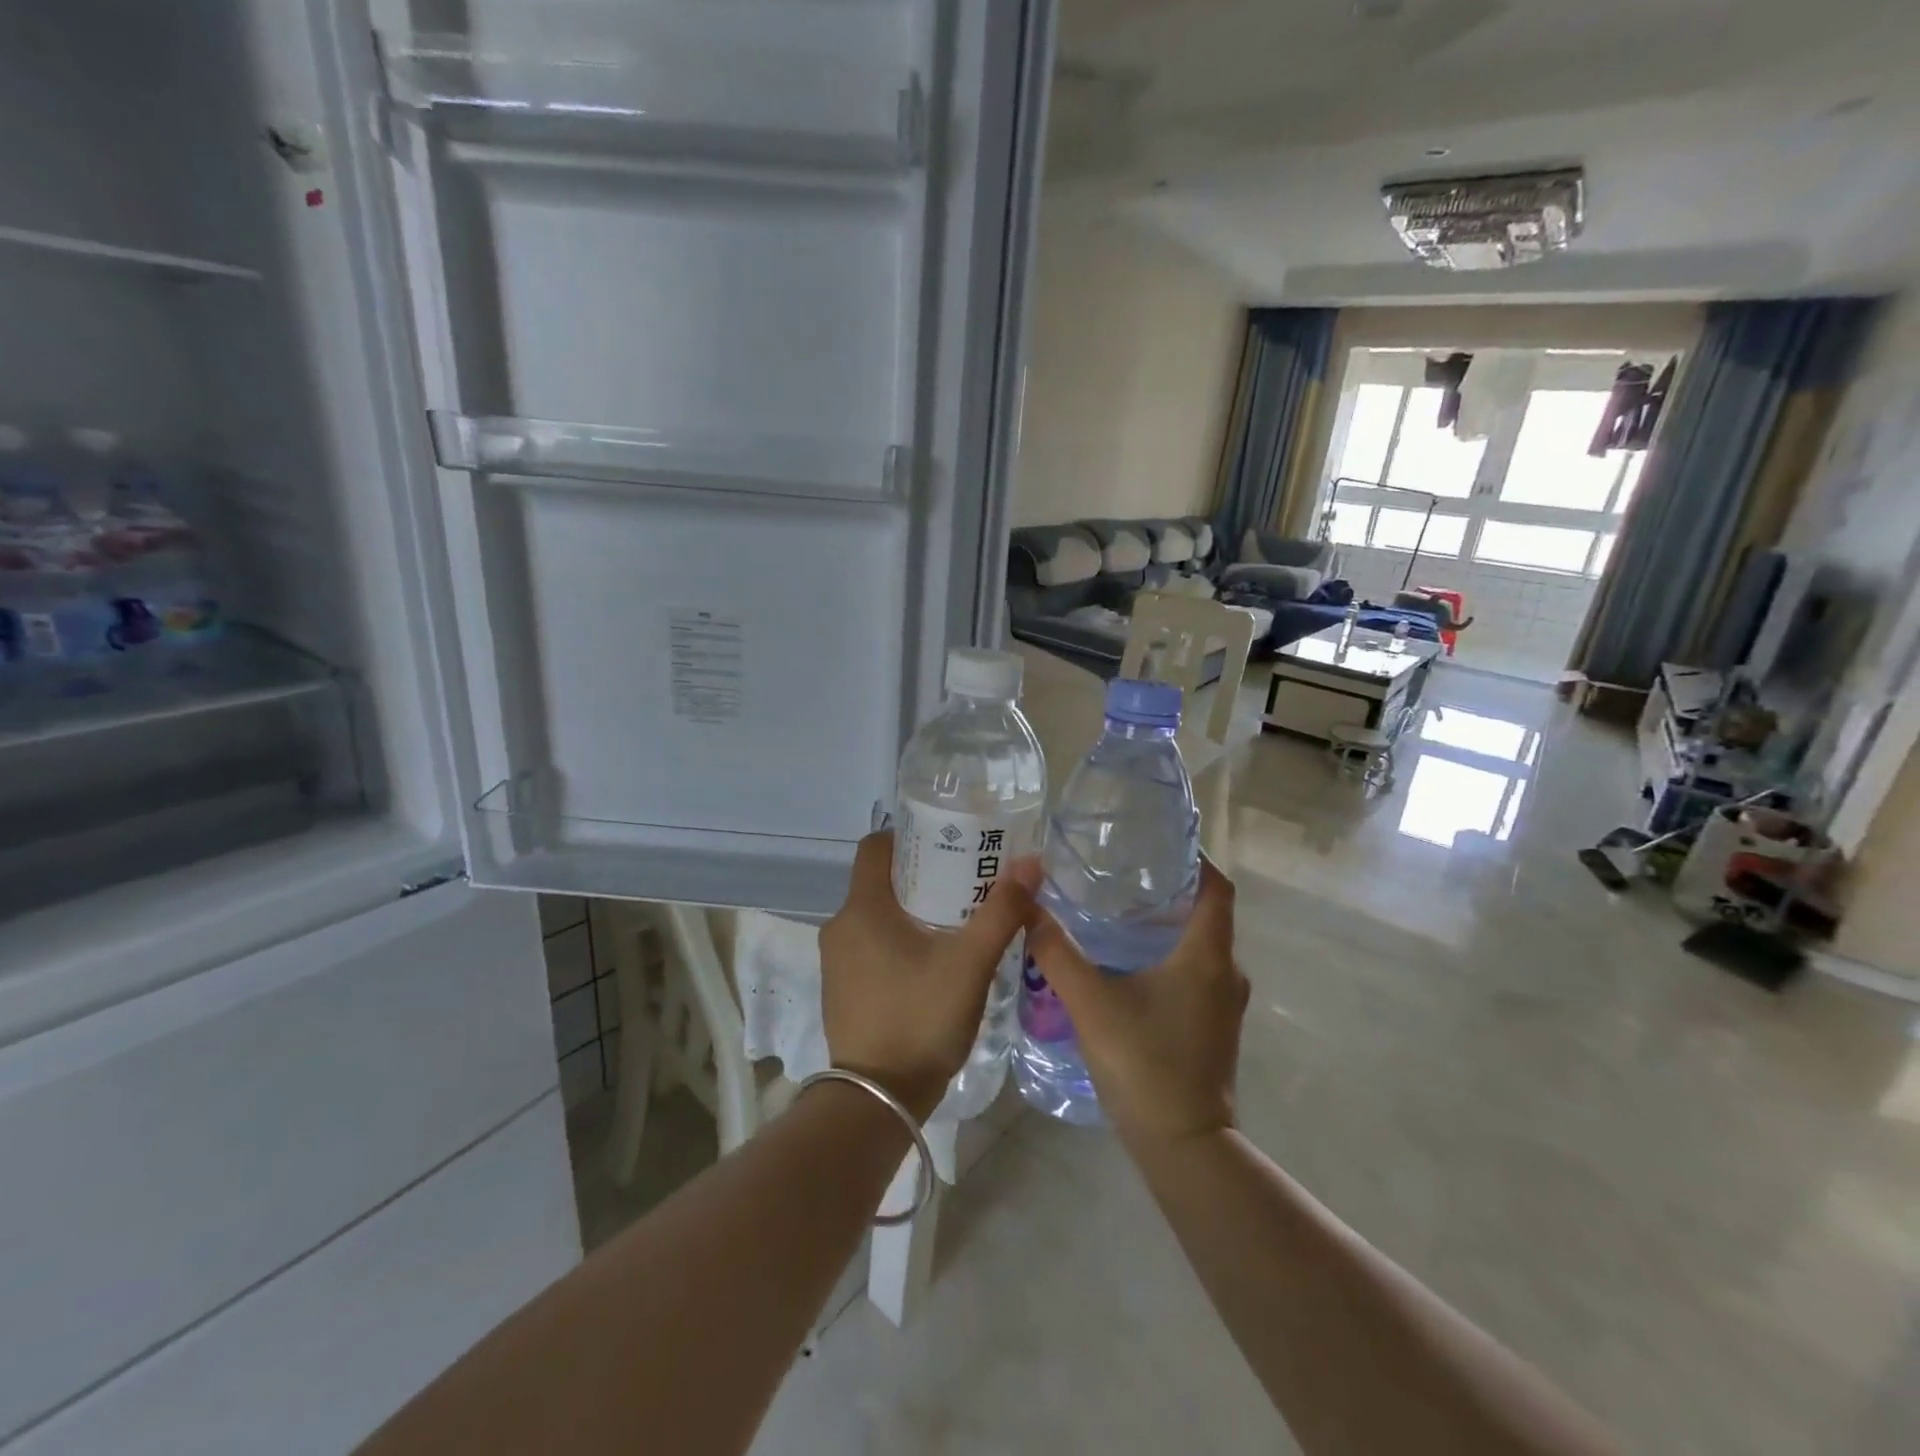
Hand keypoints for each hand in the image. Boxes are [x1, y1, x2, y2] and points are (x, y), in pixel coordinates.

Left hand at [819, 831, 1037, 1120]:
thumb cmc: (920, 1019)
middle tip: (966, 881)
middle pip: (880, 880)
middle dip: (921, 875)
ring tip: (956, 920)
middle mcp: (840, 926)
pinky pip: (870, 945)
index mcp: (862, 908)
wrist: (877, 1101)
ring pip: (876, 915)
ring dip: (911, 911)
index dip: (909, 836)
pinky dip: (898, 940)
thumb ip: (1001, 911)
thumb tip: (1030, 863)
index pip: (876, 846)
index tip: (947, 842)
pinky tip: (932, 961)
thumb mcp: (970, 964)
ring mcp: (836, 960)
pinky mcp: (841, 988)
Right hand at [1025, 858, 1247, 1150]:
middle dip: (1172, 889)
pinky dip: (1171, 954)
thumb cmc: (1144, 1064)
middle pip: (1209, 913)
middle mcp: (1226, 972)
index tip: (1161, 844)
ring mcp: (1224, 1003)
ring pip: (1202, 945)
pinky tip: (1130, 962)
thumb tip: (1029, 909)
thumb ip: (1058, 953)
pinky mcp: (1214, 1026)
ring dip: (1170, 924)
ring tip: (1121, 911)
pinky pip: (1198, 972)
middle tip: (1125, 873)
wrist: (1183, 1146)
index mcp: (1207, 955)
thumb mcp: (1091, 1003)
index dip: (1197, 860)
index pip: (1218, 888)